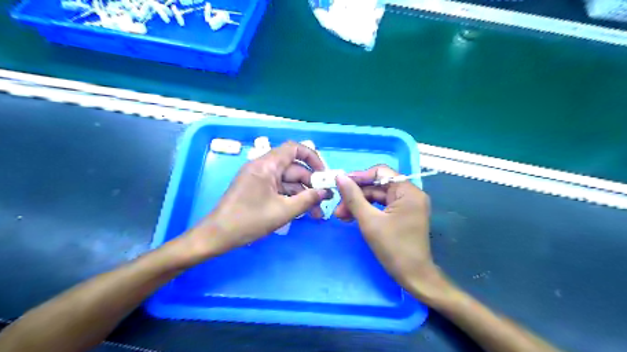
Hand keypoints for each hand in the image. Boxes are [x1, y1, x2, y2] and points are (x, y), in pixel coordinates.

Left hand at [184, 141, 328, 259]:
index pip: (294, 148)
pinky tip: (302, 211)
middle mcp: (263, 167)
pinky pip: (279, 188)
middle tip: (324, 201)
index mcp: (266, 165)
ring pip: (288, 181)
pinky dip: (291, 198)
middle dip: (310, 184)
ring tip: (316, 213)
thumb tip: (325, 192)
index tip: (323, 174)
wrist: (217, 235)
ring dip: (302, 194)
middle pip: (294, 168)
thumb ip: (307, 200)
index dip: (312, 157)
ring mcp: (260, 179)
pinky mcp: (257, 189)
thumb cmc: (249, 220)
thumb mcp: (283, 211)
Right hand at [335, 165, 447, 298]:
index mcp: (408, 191)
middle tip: (338, 208)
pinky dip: (368, 211)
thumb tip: (340, 177)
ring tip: (341, 216)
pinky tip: (353, 218)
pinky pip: (382, 206)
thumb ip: (353, 197)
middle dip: (356, 195)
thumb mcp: (369, 221)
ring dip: (359, 204)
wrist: (414, 277)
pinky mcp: (403, 215)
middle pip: (378, 185)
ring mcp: (408, 205)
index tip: (341, 185)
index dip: (359, 177)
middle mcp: (410, 194)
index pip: (381, 172)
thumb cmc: (393, 248)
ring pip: (378, 197)